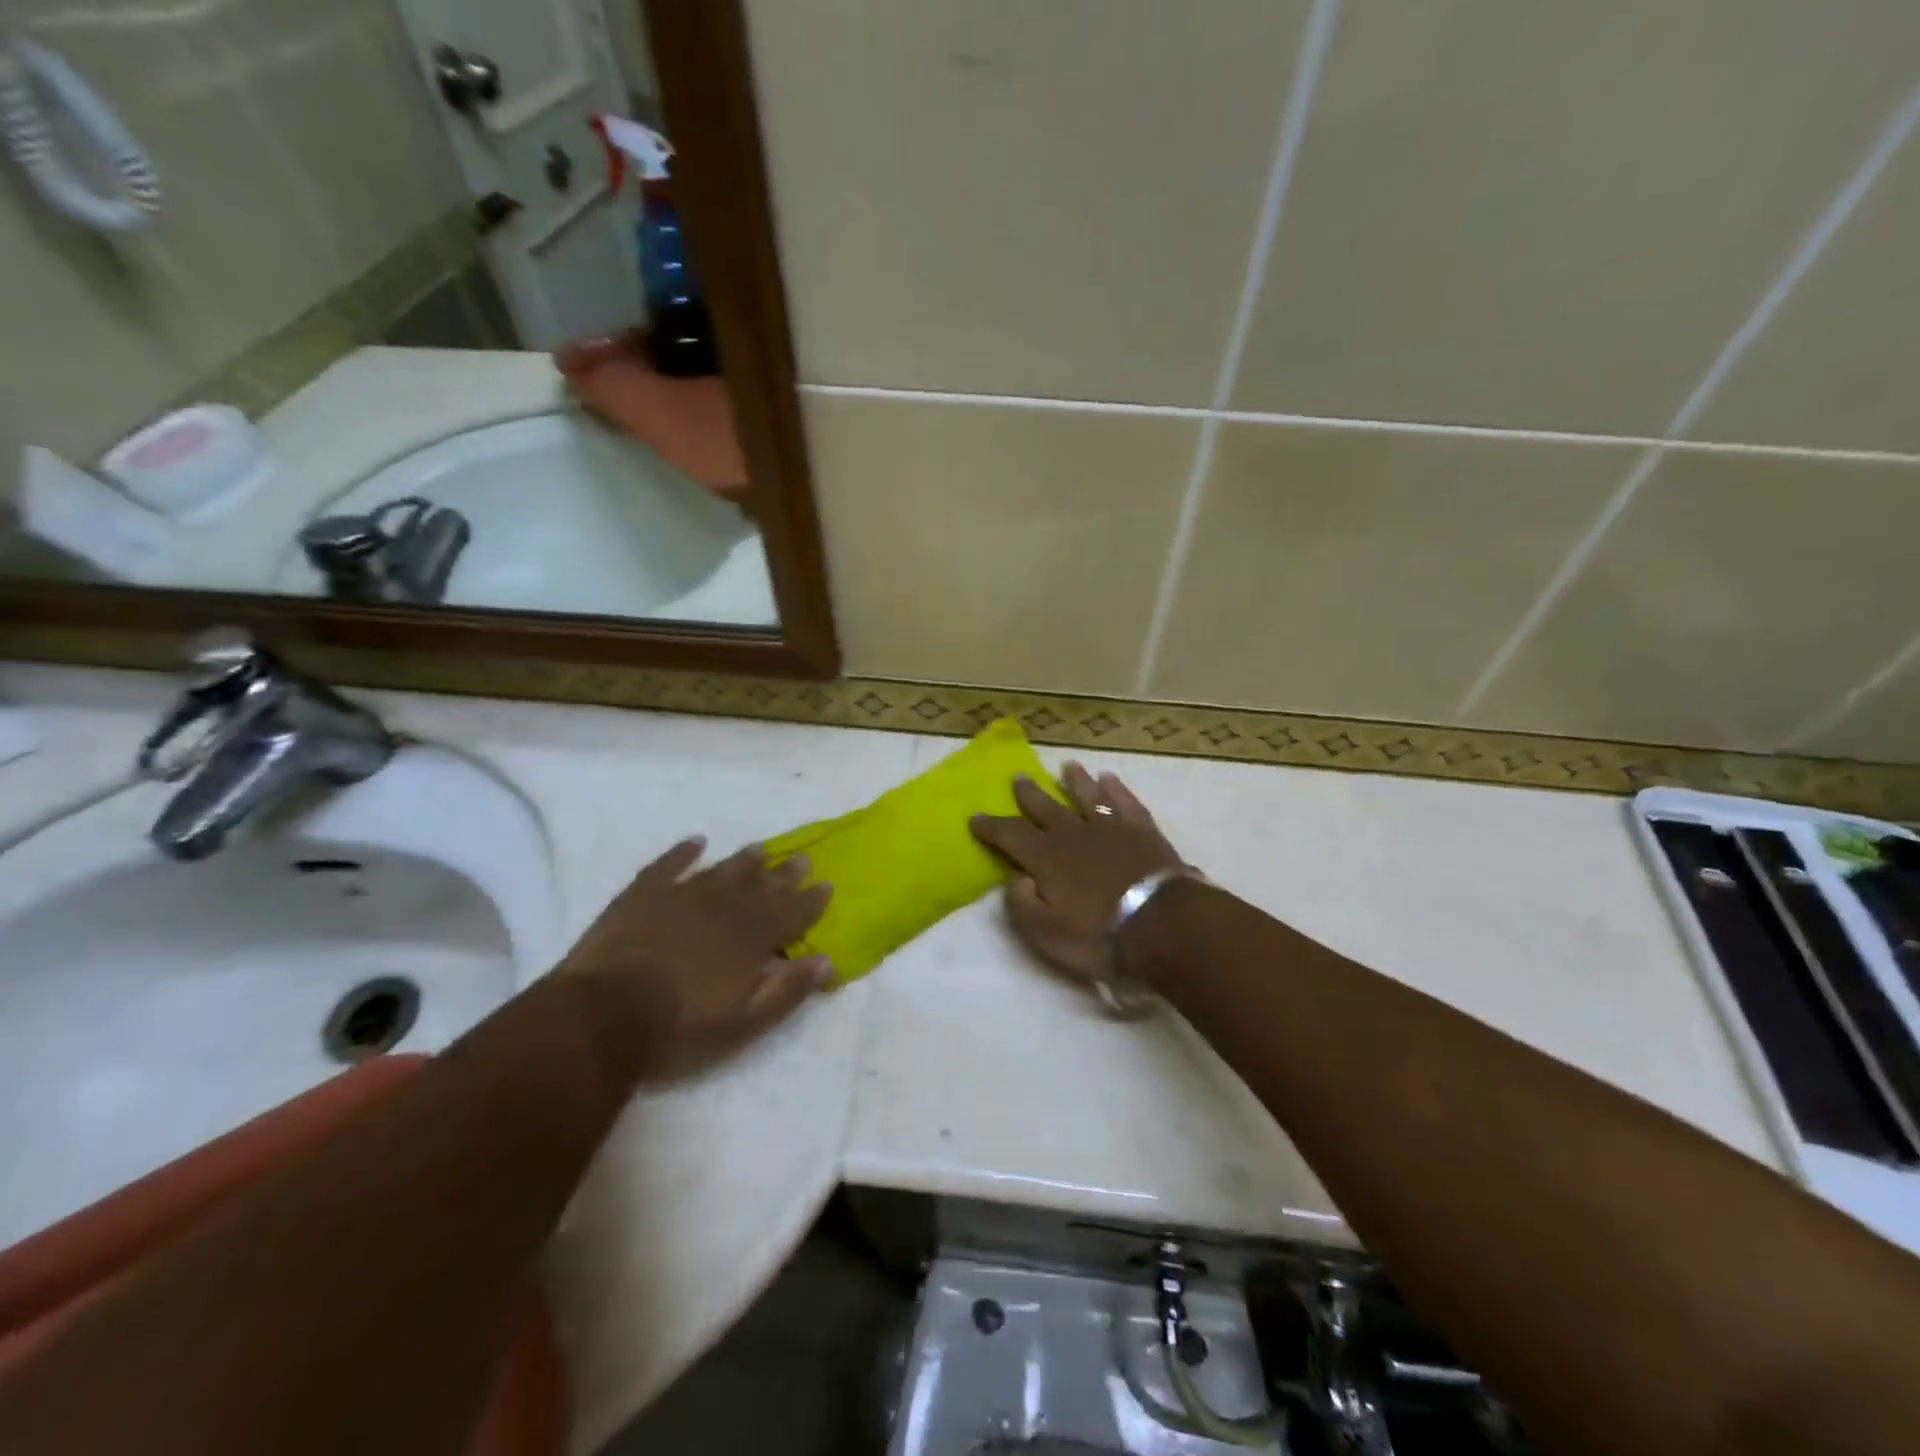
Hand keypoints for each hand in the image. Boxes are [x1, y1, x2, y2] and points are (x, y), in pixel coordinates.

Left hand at [558, 837, 832, 1079]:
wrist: (604, 1014)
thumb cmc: (680, 1027)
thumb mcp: (744, 1022)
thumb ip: (787, 990)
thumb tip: (827, 962)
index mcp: (751, 938)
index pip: (792, 914)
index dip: (811, 901)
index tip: (826, 885)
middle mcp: (724, 908)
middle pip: (762, 887)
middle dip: (785, 875)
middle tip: (802, 858)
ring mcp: (682, 896)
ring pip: (722, 871)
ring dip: (744, 861)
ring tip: (761, 848)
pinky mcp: (643, 895)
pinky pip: (668, 865)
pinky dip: (683, 853)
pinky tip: (696, 842)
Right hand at [969, 763, 1186, 984]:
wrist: (1161, 925)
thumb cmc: (1098, 934)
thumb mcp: (1045, 932)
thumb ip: (1022, 903)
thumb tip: (1016, 878)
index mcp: (1045, 857)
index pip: (1010, 835)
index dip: (990, 827)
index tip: (975, 818)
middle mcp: (1073, 833)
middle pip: (1046, 807)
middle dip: (1029, 794)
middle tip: (1019, 777)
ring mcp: (1110, 827)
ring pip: (1087, 796)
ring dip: (1076, 781)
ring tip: (1068, 766)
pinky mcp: (1143, 830)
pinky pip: (1125, 802)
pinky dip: (1116, 789)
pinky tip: (1110, 779)